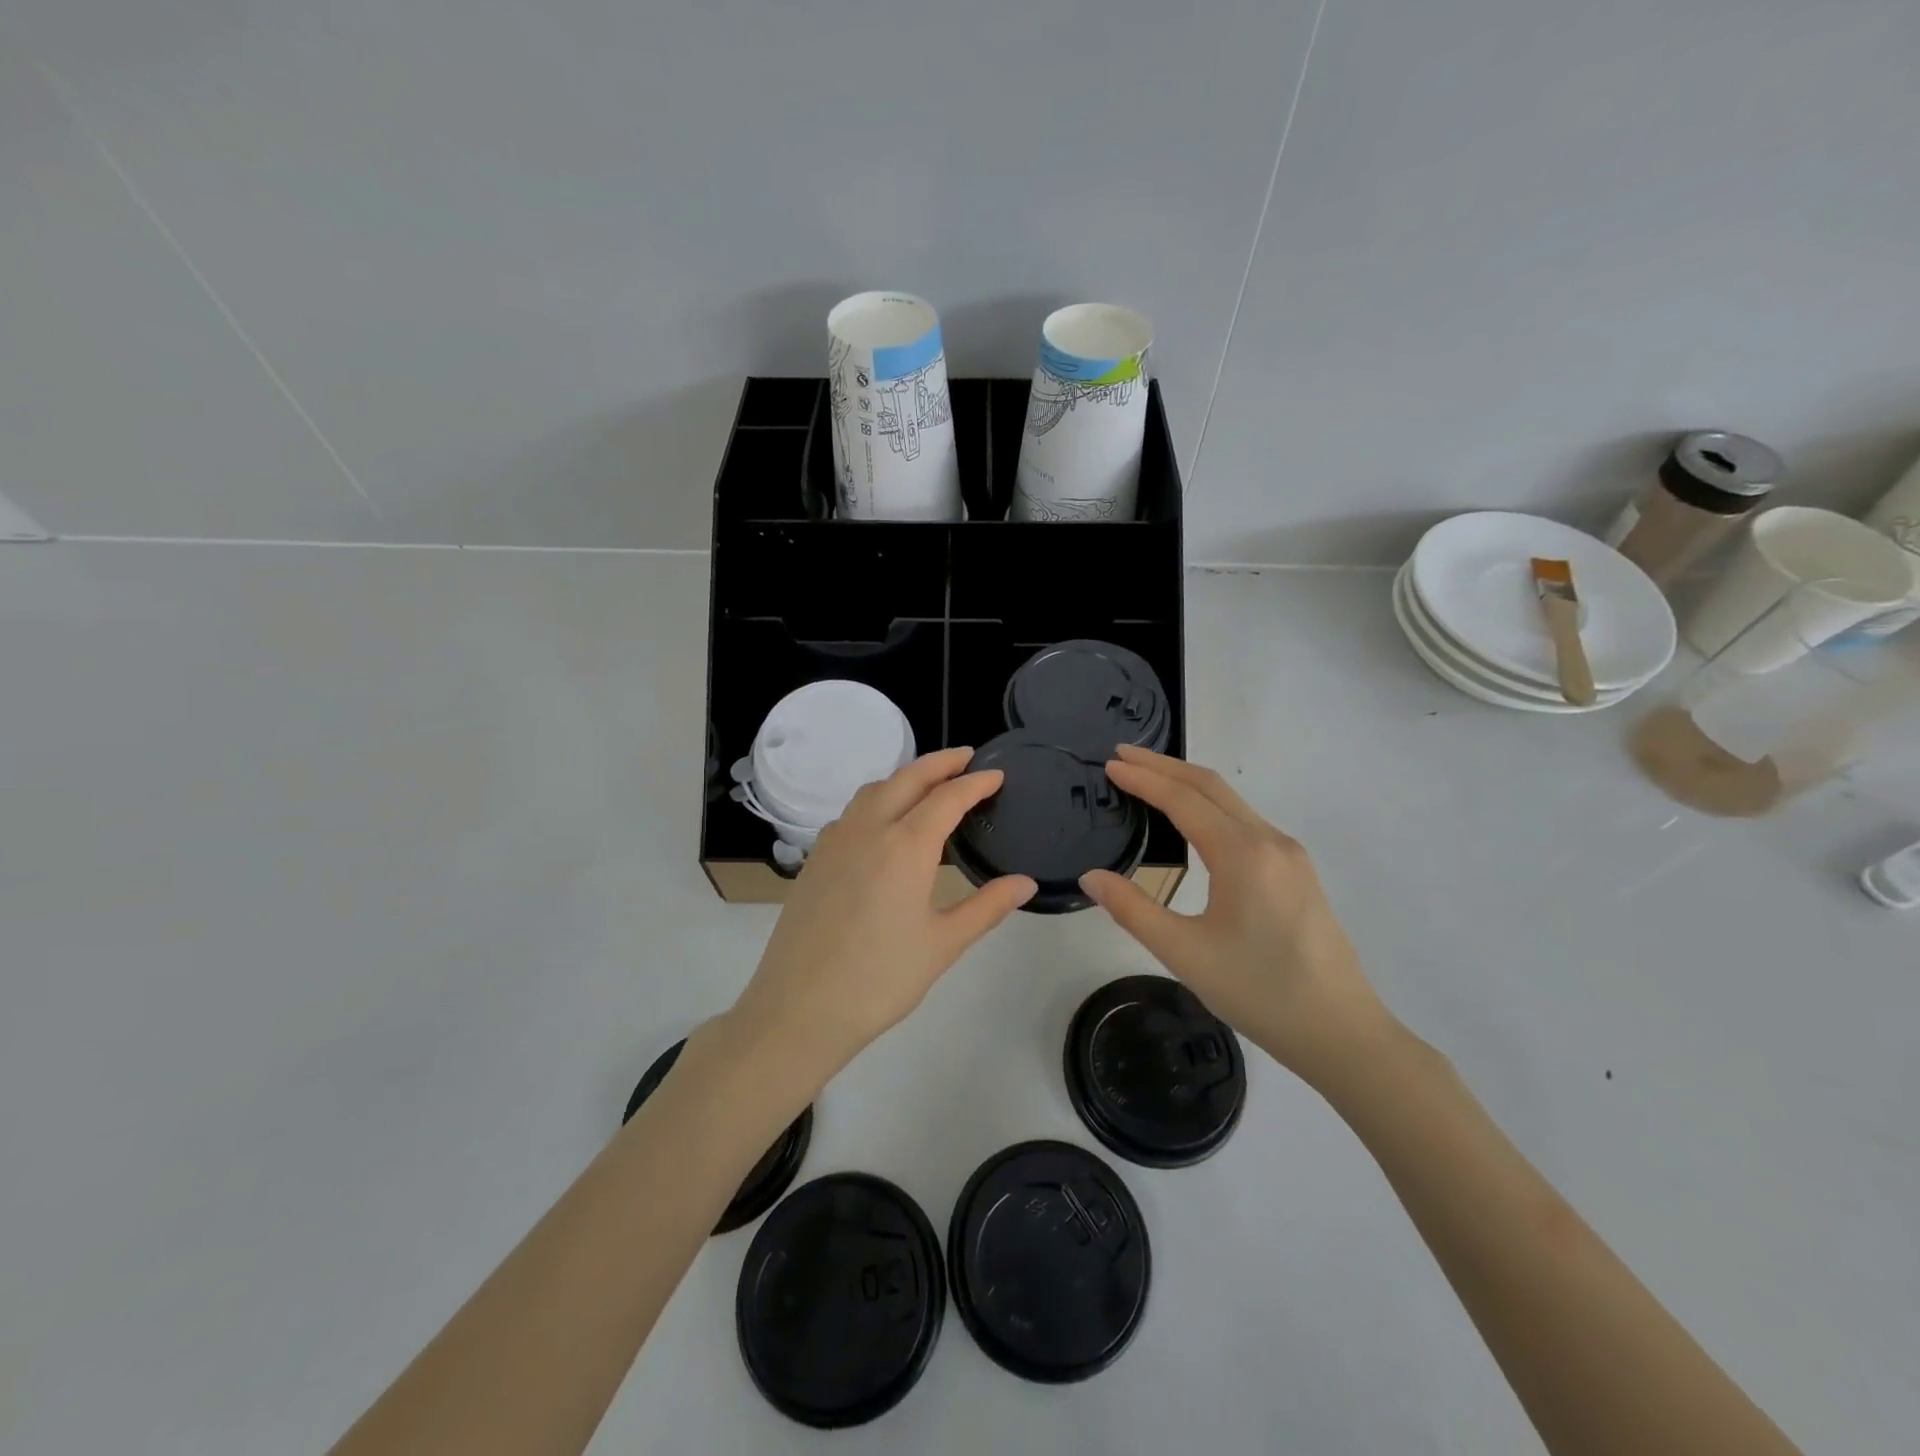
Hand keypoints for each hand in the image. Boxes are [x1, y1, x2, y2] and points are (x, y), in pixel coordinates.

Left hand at [728, 747, 1035, 1084]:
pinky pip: (851, 813)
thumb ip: (987, 907)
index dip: (976, 782)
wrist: (799, 1008)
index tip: (997, 774)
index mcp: (905, 846)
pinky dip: (877, 800)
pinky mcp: (815, 858)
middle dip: (940, 763)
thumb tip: (1025, 883)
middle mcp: (868, 830)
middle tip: (967, 758)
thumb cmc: (880, 979)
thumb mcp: (943, 944)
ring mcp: (835, 841)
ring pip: (874, 790)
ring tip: (929, 785)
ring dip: (905, 777)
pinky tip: (885, 824)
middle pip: (907, 778)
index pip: (947, 797)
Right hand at [1080, 746, 1389, 1084]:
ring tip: (1149, 779)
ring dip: (1188, 783)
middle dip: (1165, 765)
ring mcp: (1290, 854)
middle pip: (1211, 786)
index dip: (1143, 778)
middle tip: (1123, 755)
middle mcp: (1270, 841)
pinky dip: (1210, 805)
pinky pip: (1246, 821)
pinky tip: (1193, 819)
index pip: (1183, 799)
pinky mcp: (1298, 871)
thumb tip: (1091, 876)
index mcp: (1242, 854)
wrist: (1342, 1033)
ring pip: (1232, 801)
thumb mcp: (1185, 954)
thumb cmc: (1259, 992)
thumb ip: (1133, 909)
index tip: (1110, 764)